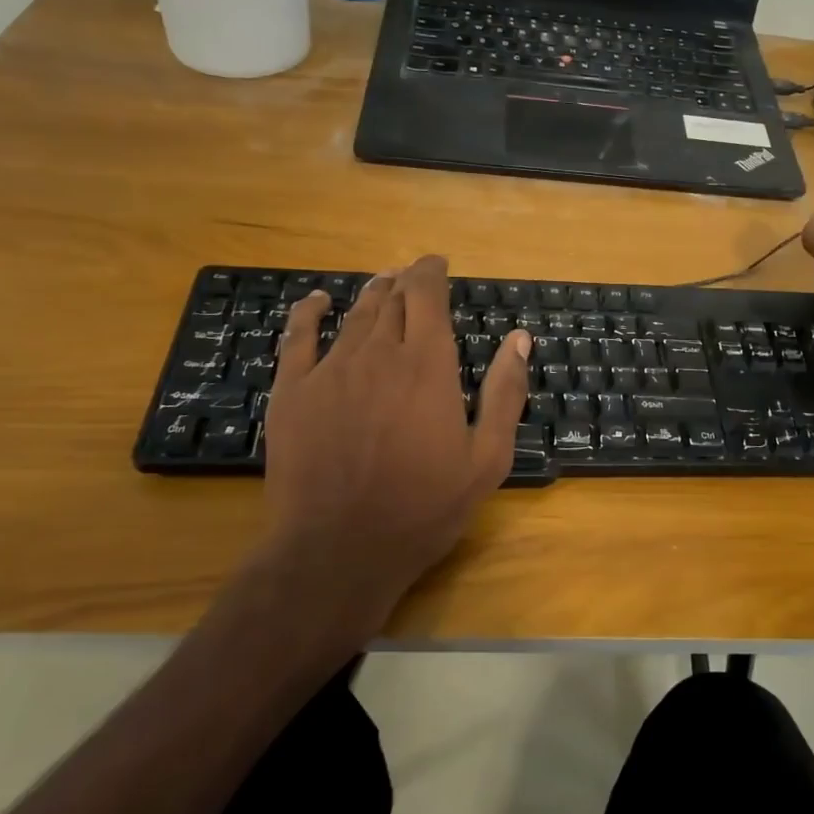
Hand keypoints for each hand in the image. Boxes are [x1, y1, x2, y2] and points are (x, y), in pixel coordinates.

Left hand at [254, 256, 530, 637]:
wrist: (337, 550)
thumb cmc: (423, 508)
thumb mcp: (486, 458)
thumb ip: (505, 393)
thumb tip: (520, 339)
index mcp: (427, 364)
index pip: (427, 295)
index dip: (431, 271)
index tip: (438, 263)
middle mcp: (378, 353)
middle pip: (392, 299)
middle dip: (405, 281)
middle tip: (414, 278)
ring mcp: (330, 370)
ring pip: (354, 314)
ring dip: (371, 293)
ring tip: (382, 284)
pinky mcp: (293, 392)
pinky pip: (298, 337)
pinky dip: (309, 312)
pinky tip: (317, 301)